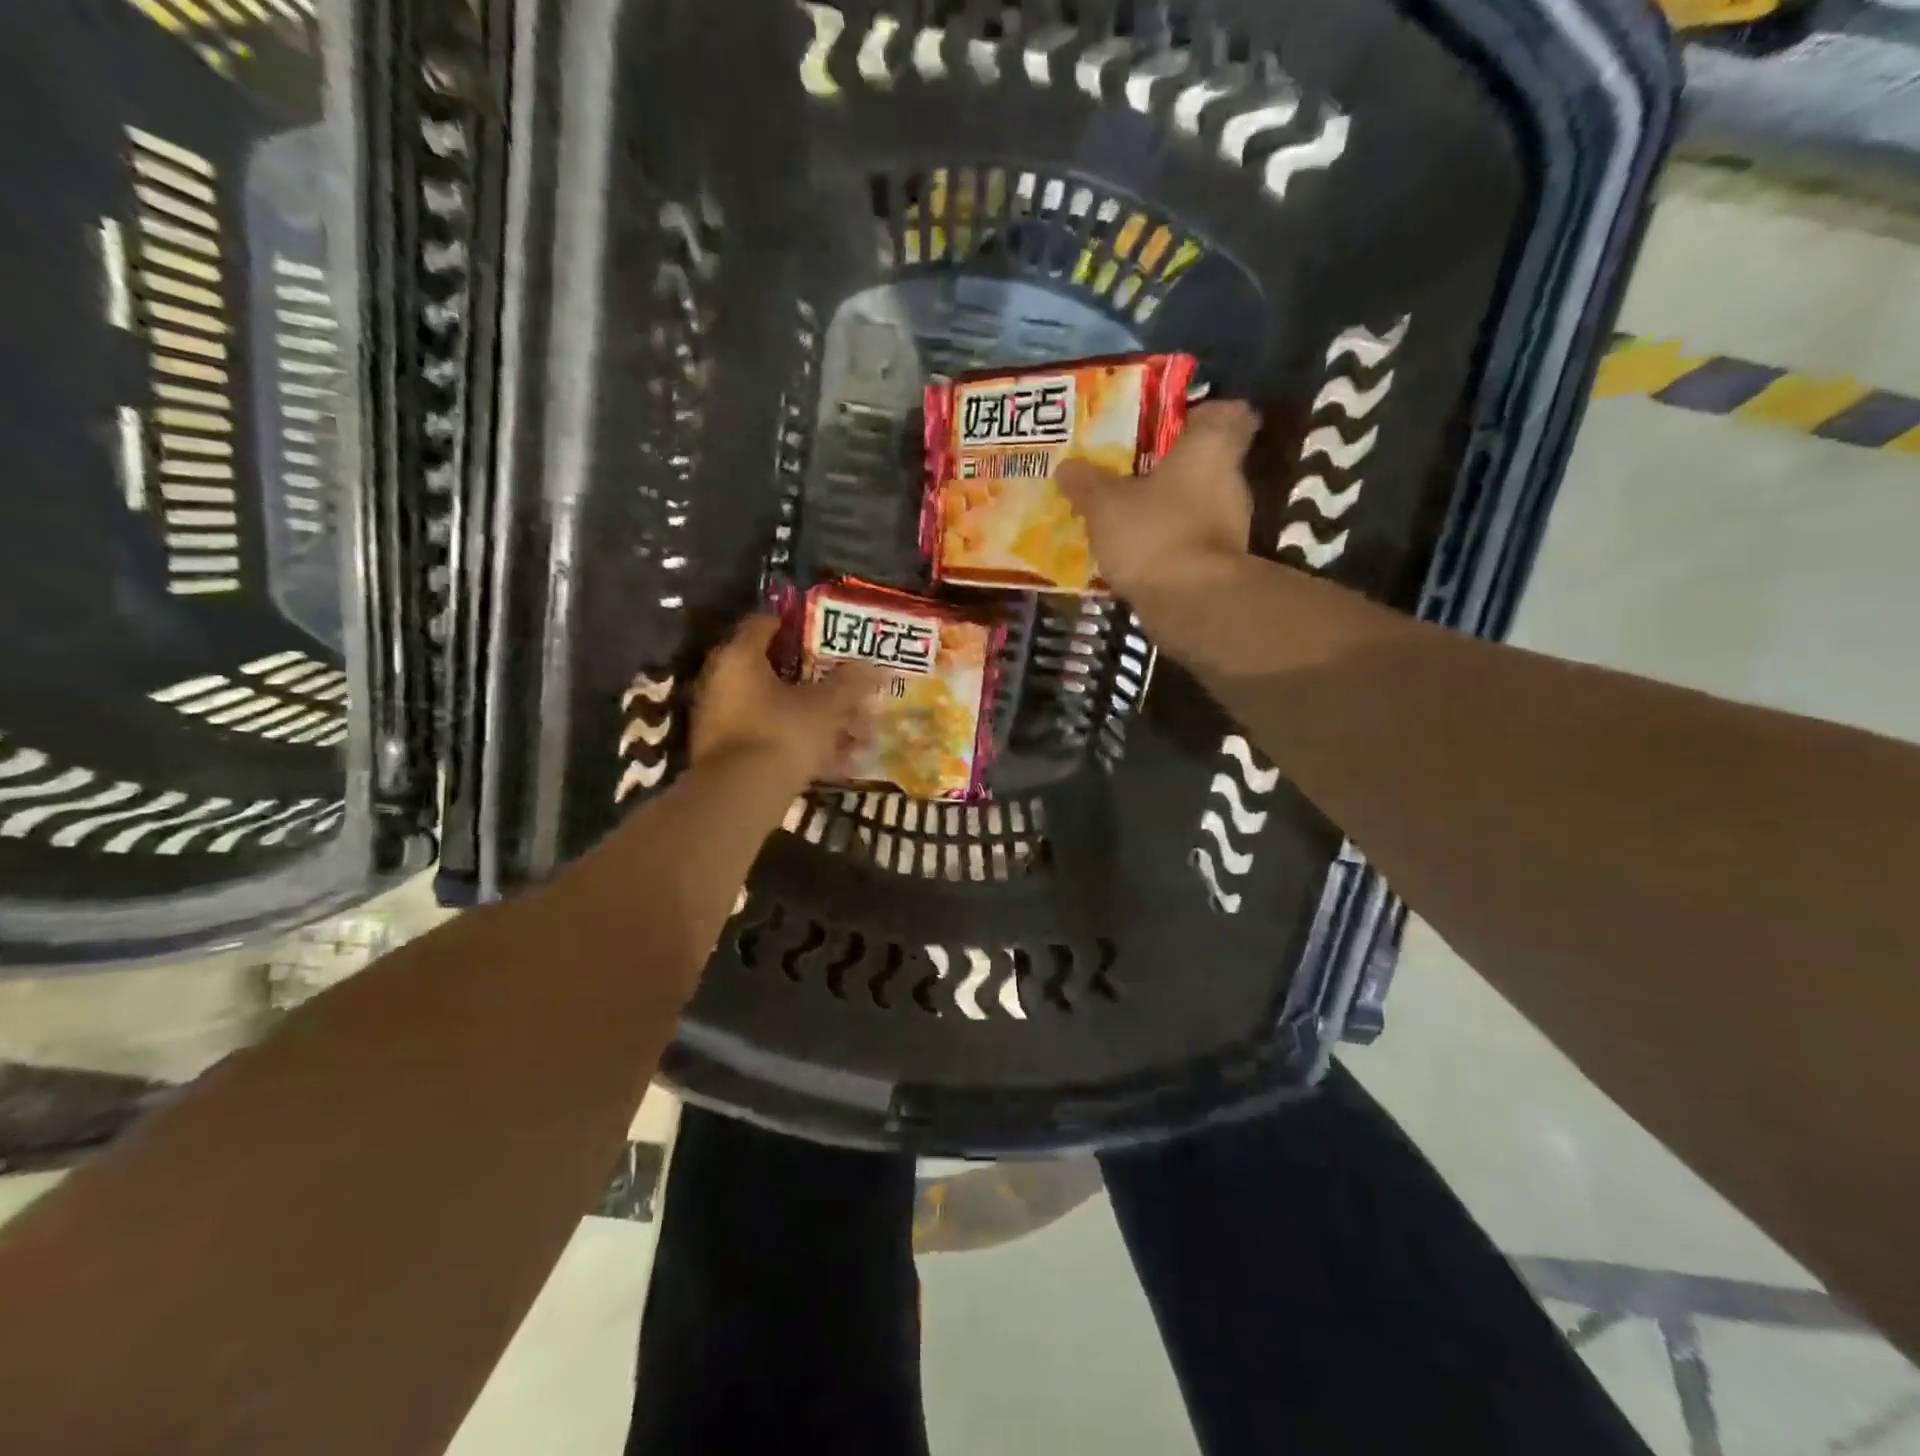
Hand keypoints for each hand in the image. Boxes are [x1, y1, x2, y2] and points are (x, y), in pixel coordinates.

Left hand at [691, 615, 883, 784]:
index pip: (766, 623)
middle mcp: (723, 682)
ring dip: (818, 719)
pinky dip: (803, 744)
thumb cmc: (782, 734)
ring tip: (857, 733)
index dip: (798, 624)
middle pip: (777, 671)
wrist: (739, 798)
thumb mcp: (826, 707)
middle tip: (850, 688)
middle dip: (819, 682)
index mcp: (740, 657)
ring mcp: (723, 720)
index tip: (828, 633)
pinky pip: (773, 738)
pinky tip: (839, 762)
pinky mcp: (728, 753)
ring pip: (779, 710)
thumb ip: (851, 684)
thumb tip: (876, 666)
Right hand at [1058, 400, 1259, 600]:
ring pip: (1196, 504)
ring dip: (1166, 509)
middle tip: (1128, 471)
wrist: (1193, 604)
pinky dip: (1167, 543)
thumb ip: (1086, 483)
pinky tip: (1135, 553)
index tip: (1170, 424)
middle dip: (1169, 467)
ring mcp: (1231, 526)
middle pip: (1205, 462)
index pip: (1228, 412)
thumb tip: (1066, 467)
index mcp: (1211, 448)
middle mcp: (1231, 481)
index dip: (1200, 414)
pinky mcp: (1220, 564)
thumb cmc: (1154, 534)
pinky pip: (1189, 541)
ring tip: (1124, 515)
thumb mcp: (1104, 504)